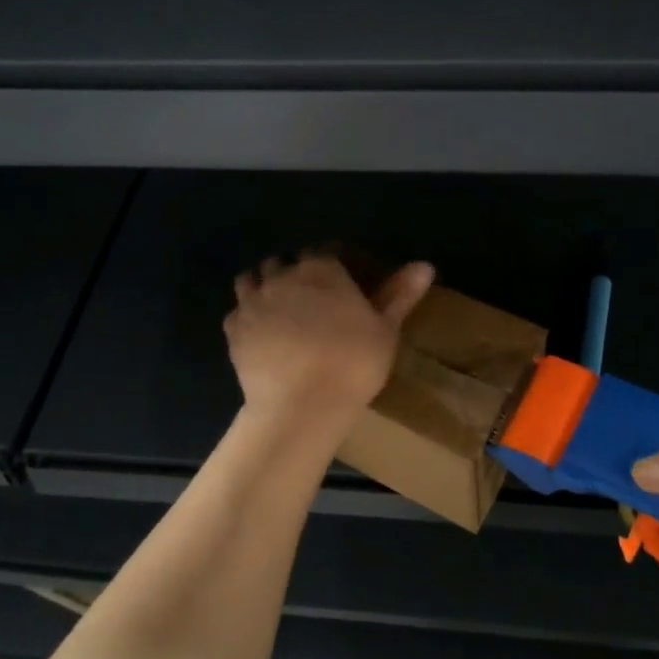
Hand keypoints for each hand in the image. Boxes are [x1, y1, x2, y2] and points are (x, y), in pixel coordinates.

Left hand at [225, 255, 434, 421]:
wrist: (302, 405)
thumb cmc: (353, 363)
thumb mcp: (385, 329)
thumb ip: (400, 294)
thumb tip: (425, 265)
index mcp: (320, 270)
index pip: (321, 253)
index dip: (329, 265)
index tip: (339, 283)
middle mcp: (282, 277)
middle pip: (282, 263)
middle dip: (292, 273)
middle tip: (308, 299)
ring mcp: (253, 302)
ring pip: (251, 279)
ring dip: (263, 287)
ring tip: (277, 309)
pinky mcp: (233, 331)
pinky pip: (236, 313)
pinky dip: (246, 318)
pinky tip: (259, 335)